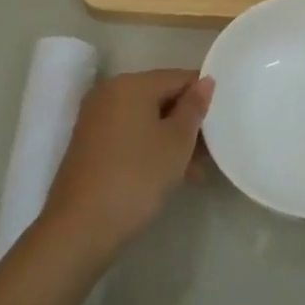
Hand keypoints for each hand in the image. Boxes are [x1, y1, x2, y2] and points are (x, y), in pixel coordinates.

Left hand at [43, 69, 213, 256]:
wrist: (81, 226)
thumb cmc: (137, 177)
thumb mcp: (177, 142)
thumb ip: (194, 107)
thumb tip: (205, 81)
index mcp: (131, 84)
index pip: (179, 77)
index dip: (204, 97)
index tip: (223, 123)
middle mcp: (109, 93)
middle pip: (161, 98)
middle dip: (187, 123)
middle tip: (211, 153)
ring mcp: (95, 119)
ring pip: (145, 120)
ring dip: (171, 140)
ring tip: (194, 172)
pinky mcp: (88, 144)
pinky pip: (129, 135)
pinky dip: (150, 148)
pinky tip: (167, 176)